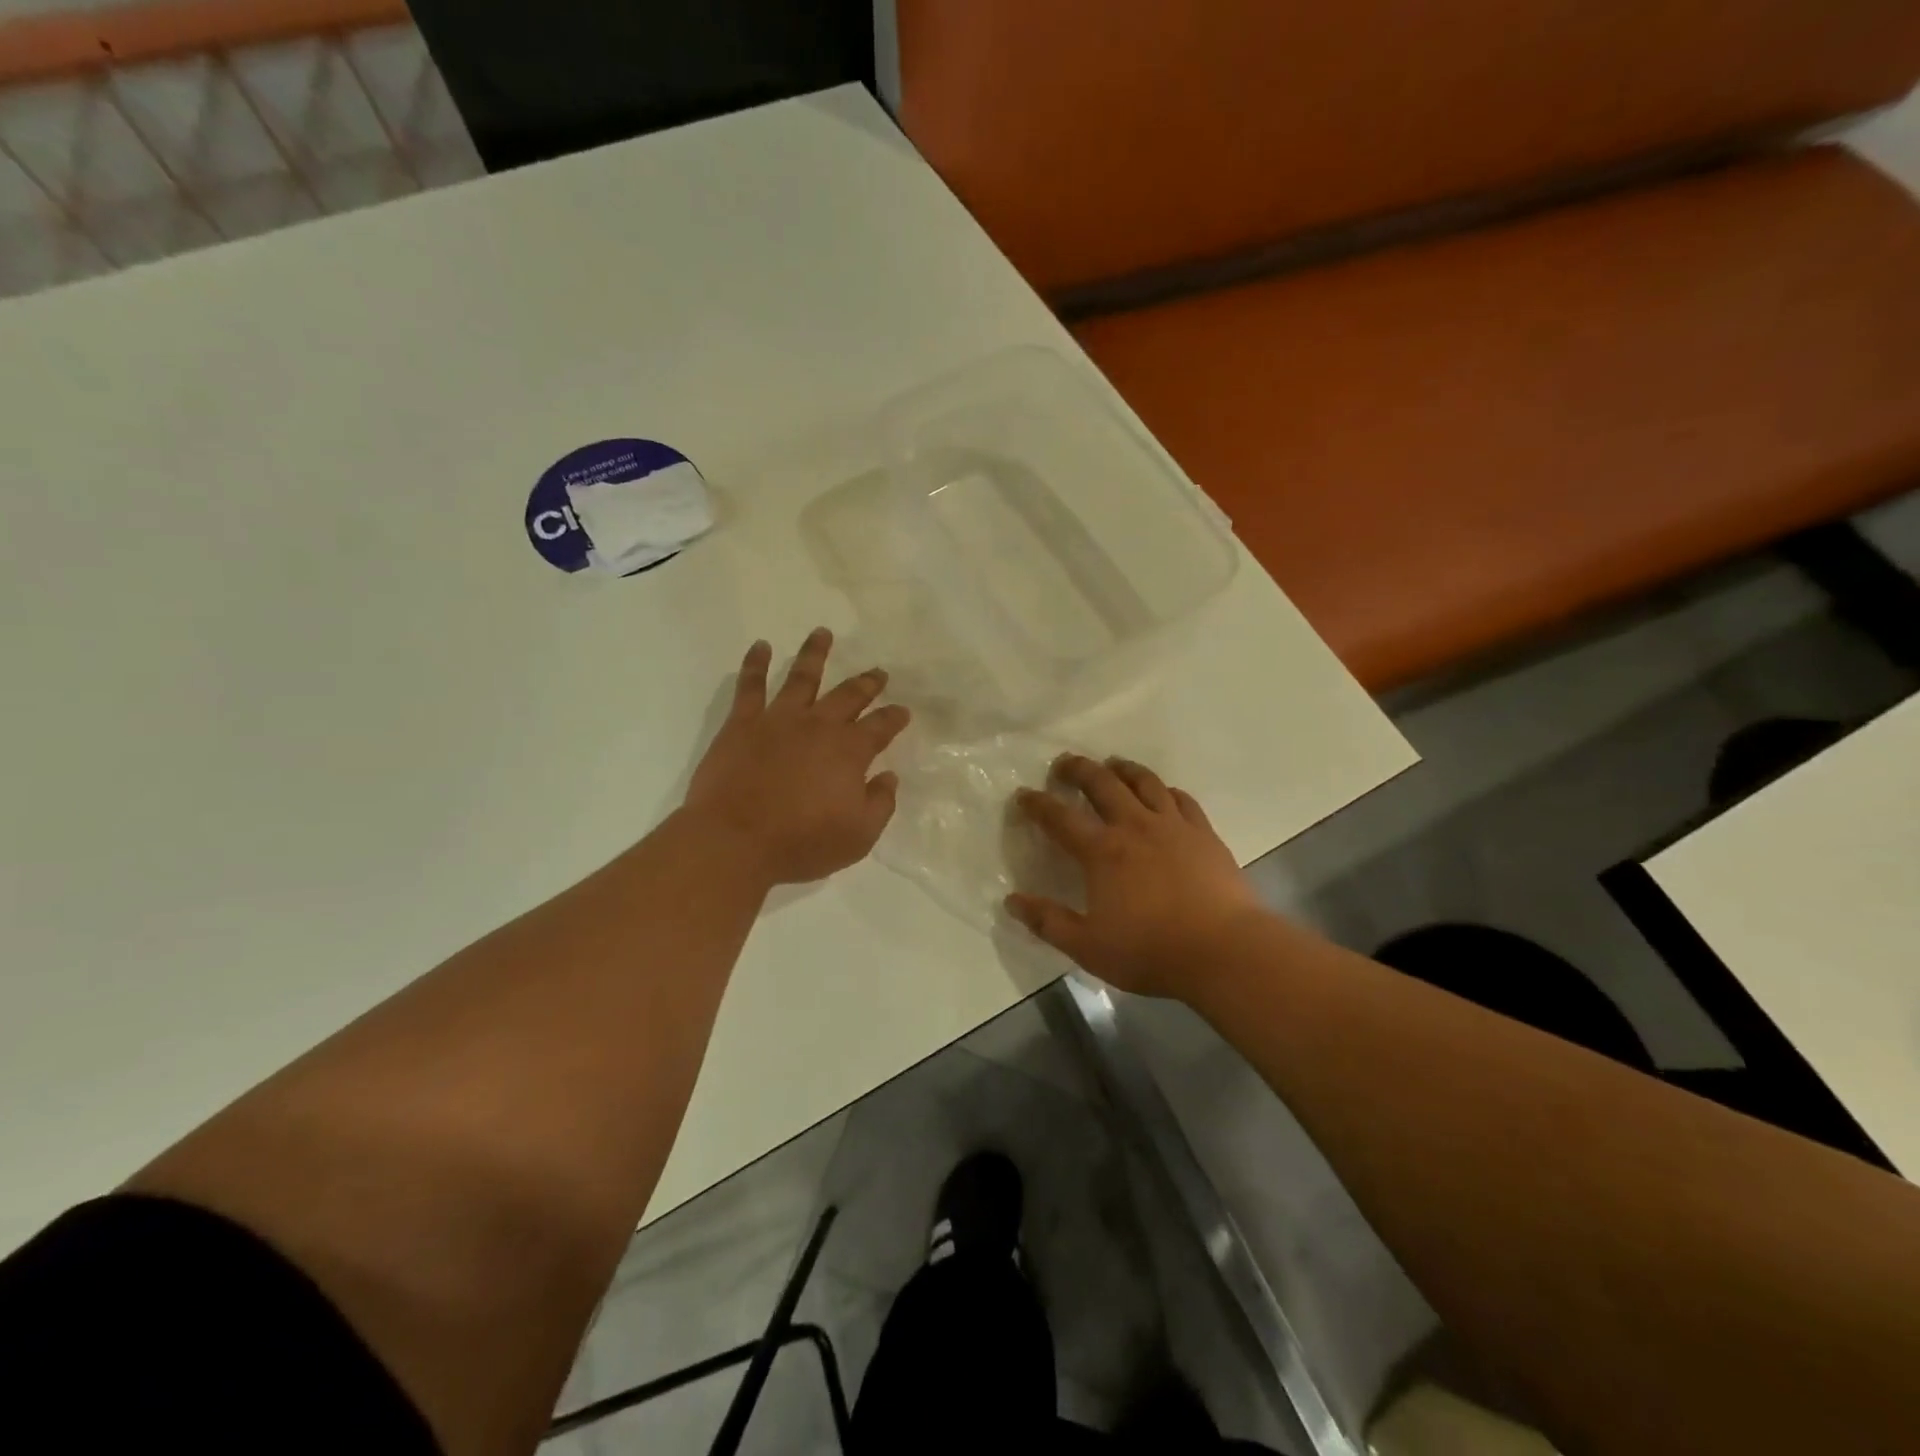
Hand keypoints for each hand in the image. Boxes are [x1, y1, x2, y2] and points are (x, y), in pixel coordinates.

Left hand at [684, 629, 910, 886]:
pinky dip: (756, 664)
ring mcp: (779, 720)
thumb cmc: (801, 843)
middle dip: (866, 683)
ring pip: (802, 677)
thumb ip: (880, 804)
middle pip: (848, 695)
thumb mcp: (858, 836)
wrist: (735, 841)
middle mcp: (818, 726)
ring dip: (815, 653)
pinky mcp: (742, 724)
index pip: (881, 726)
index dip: (894, 717)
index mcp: (850, 751)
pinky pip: (750, 685)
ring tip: (823, 633)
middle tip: (878, 672)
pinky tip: (761, 646)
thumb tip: (888, 777)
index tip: (903, 711)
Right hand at [1007, 754, 1265, 999]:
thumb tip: (1011, 901)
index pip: (1060, 818)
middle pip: (1102, 784)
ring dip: (1123, 769)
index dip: (1038, 804)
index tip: (1023, 794)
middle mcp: (1134, 827)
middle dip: (1078, 769)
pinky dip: (1166, 790)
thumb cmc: (1151, 950)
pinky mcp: (1204, 834)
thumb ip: (1048, 922)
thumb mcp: (1088, 947)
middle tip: (1064, 763)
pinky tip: (1164, 792)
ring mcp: (1173, 826)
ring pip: (1144, 782)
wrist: (1225, 951)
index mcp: (1102, 852)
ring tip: (1112, 764)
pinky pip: (1182, 799)